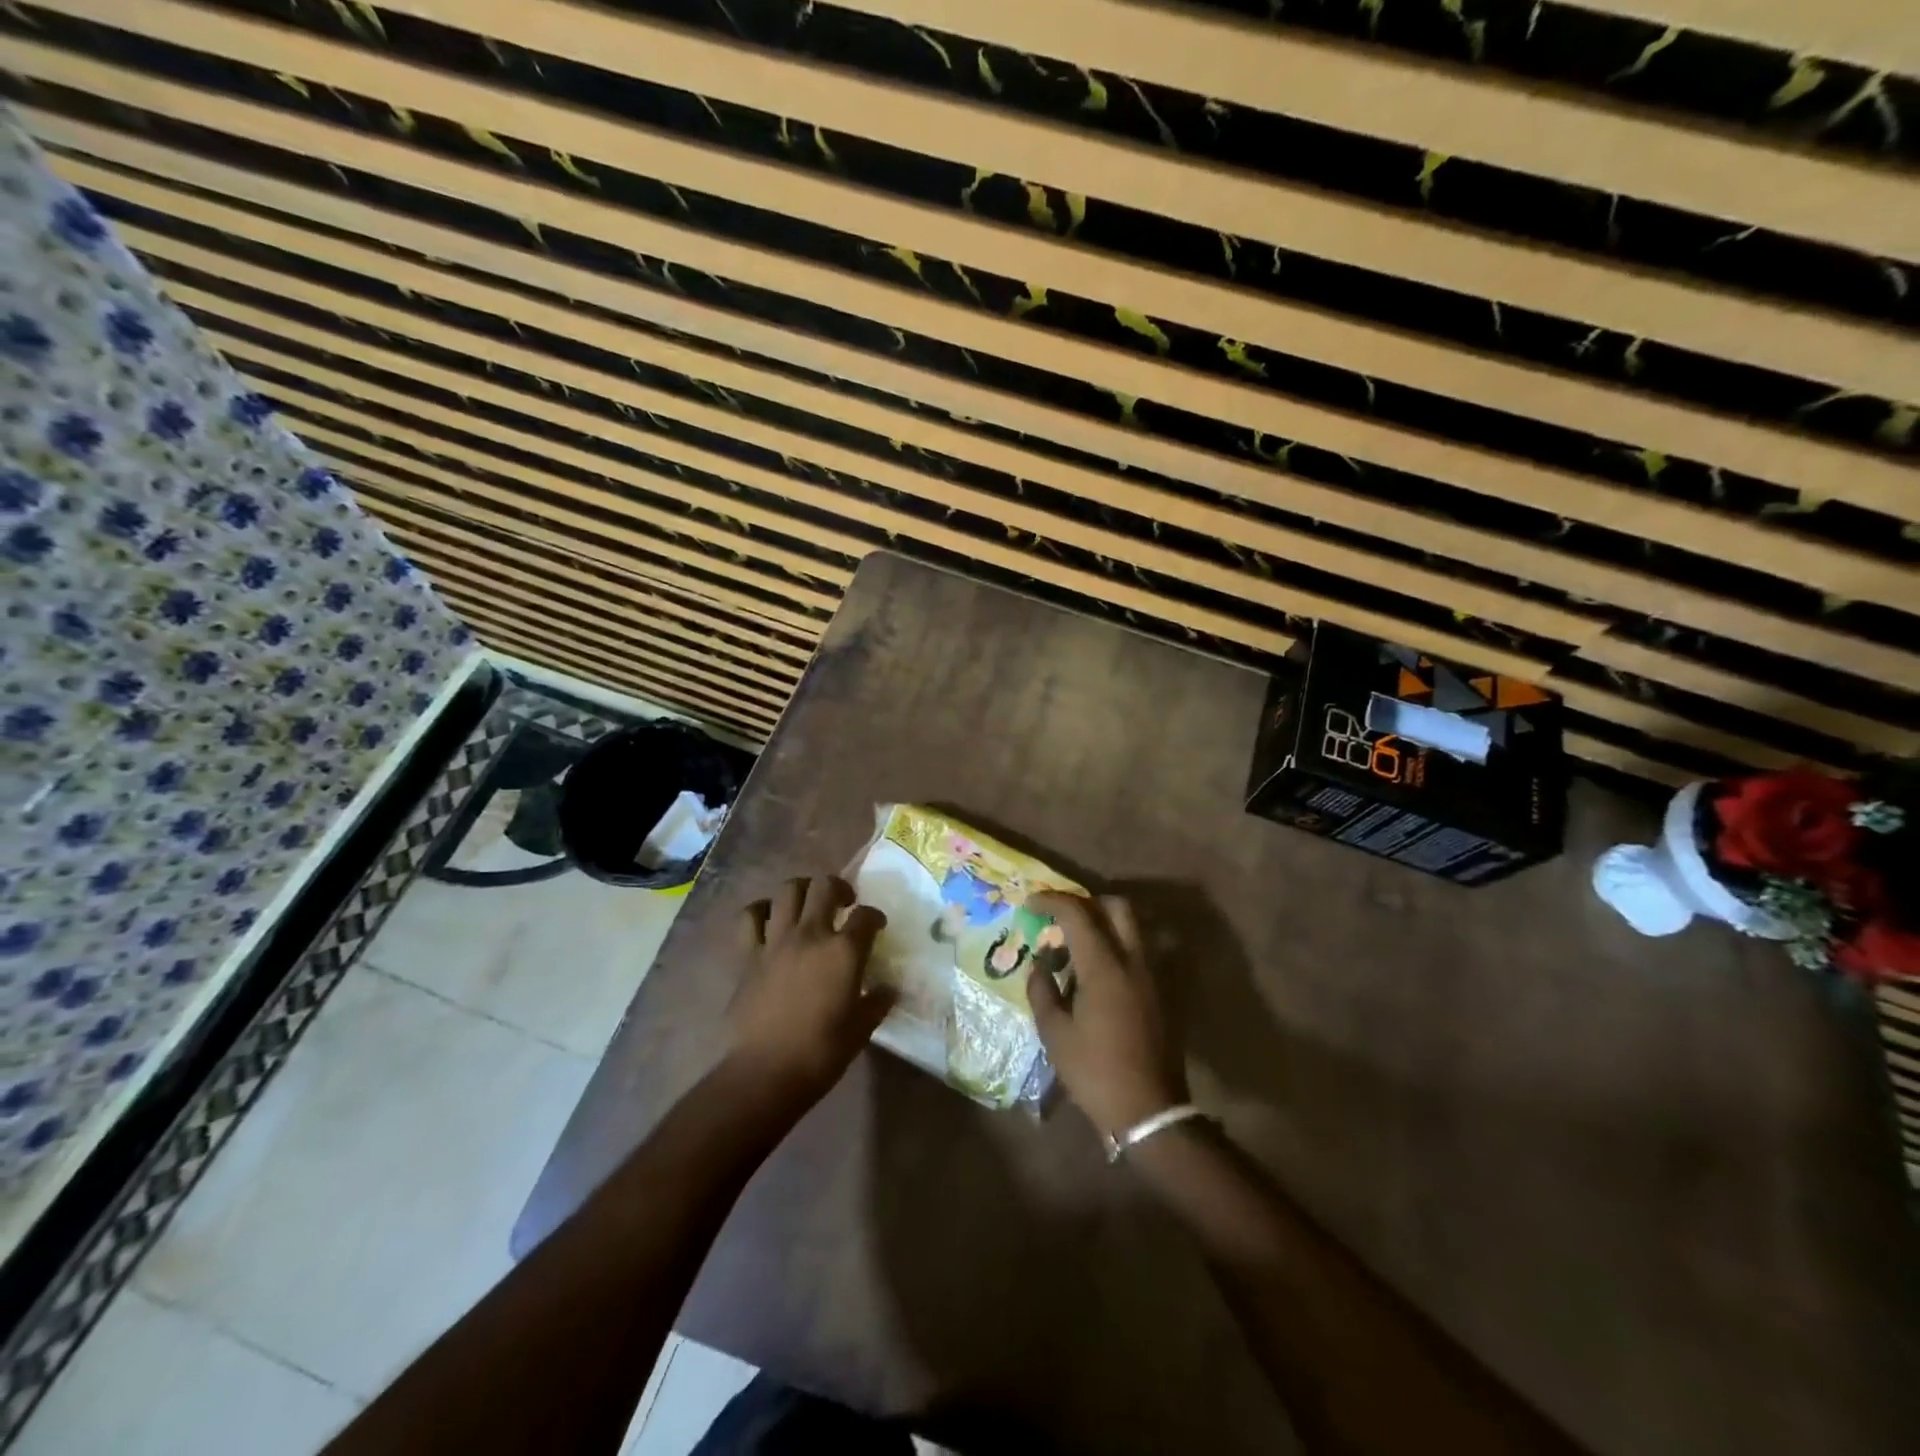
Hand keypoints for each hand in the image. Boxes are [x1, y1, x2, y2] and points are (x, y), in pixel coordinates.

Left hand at [726, 876, 892, 1111]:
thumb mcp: (861, 1029)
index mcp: (843, 951)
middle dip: (839, 887)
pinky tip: (770, 918)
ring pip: (788, 890)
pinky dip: (761, 910)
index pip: (866, 916)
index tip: (877, 926)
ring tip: (809, 903)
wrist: (765, 1072)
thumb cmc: (820, 1053)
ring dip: (803, 889)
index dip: (875, 917)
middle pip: (825, 886)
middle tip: (845, 902)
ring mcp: (776, 940)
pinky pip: (750, 917)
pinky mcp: (748, 954)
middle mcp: (811, 934)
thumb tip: (888, 989)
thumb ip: (877, 1002)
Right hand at [1026, 892, 1188, 1135]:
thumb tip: (1041, 963)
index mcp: (1104, 967)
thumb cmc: (1094, 1072)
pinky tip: (1097, 974)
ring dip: (1104, 924)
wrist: (1148, 1110)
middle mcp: (1133, 961)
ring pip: (1133, 927)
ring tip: (1077, 948)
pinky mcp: (1162, 992)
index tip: (1031, 903)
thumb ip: (1042, 989)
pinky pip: (1139, 951)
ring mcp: (1153, 975)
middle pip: (1117, 906)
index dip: (1051, 900)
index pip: (1077, 913)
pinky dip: (1117, 947)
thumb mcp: (1054, 1033)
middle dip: (1086, 902)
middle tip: (1061, 919)